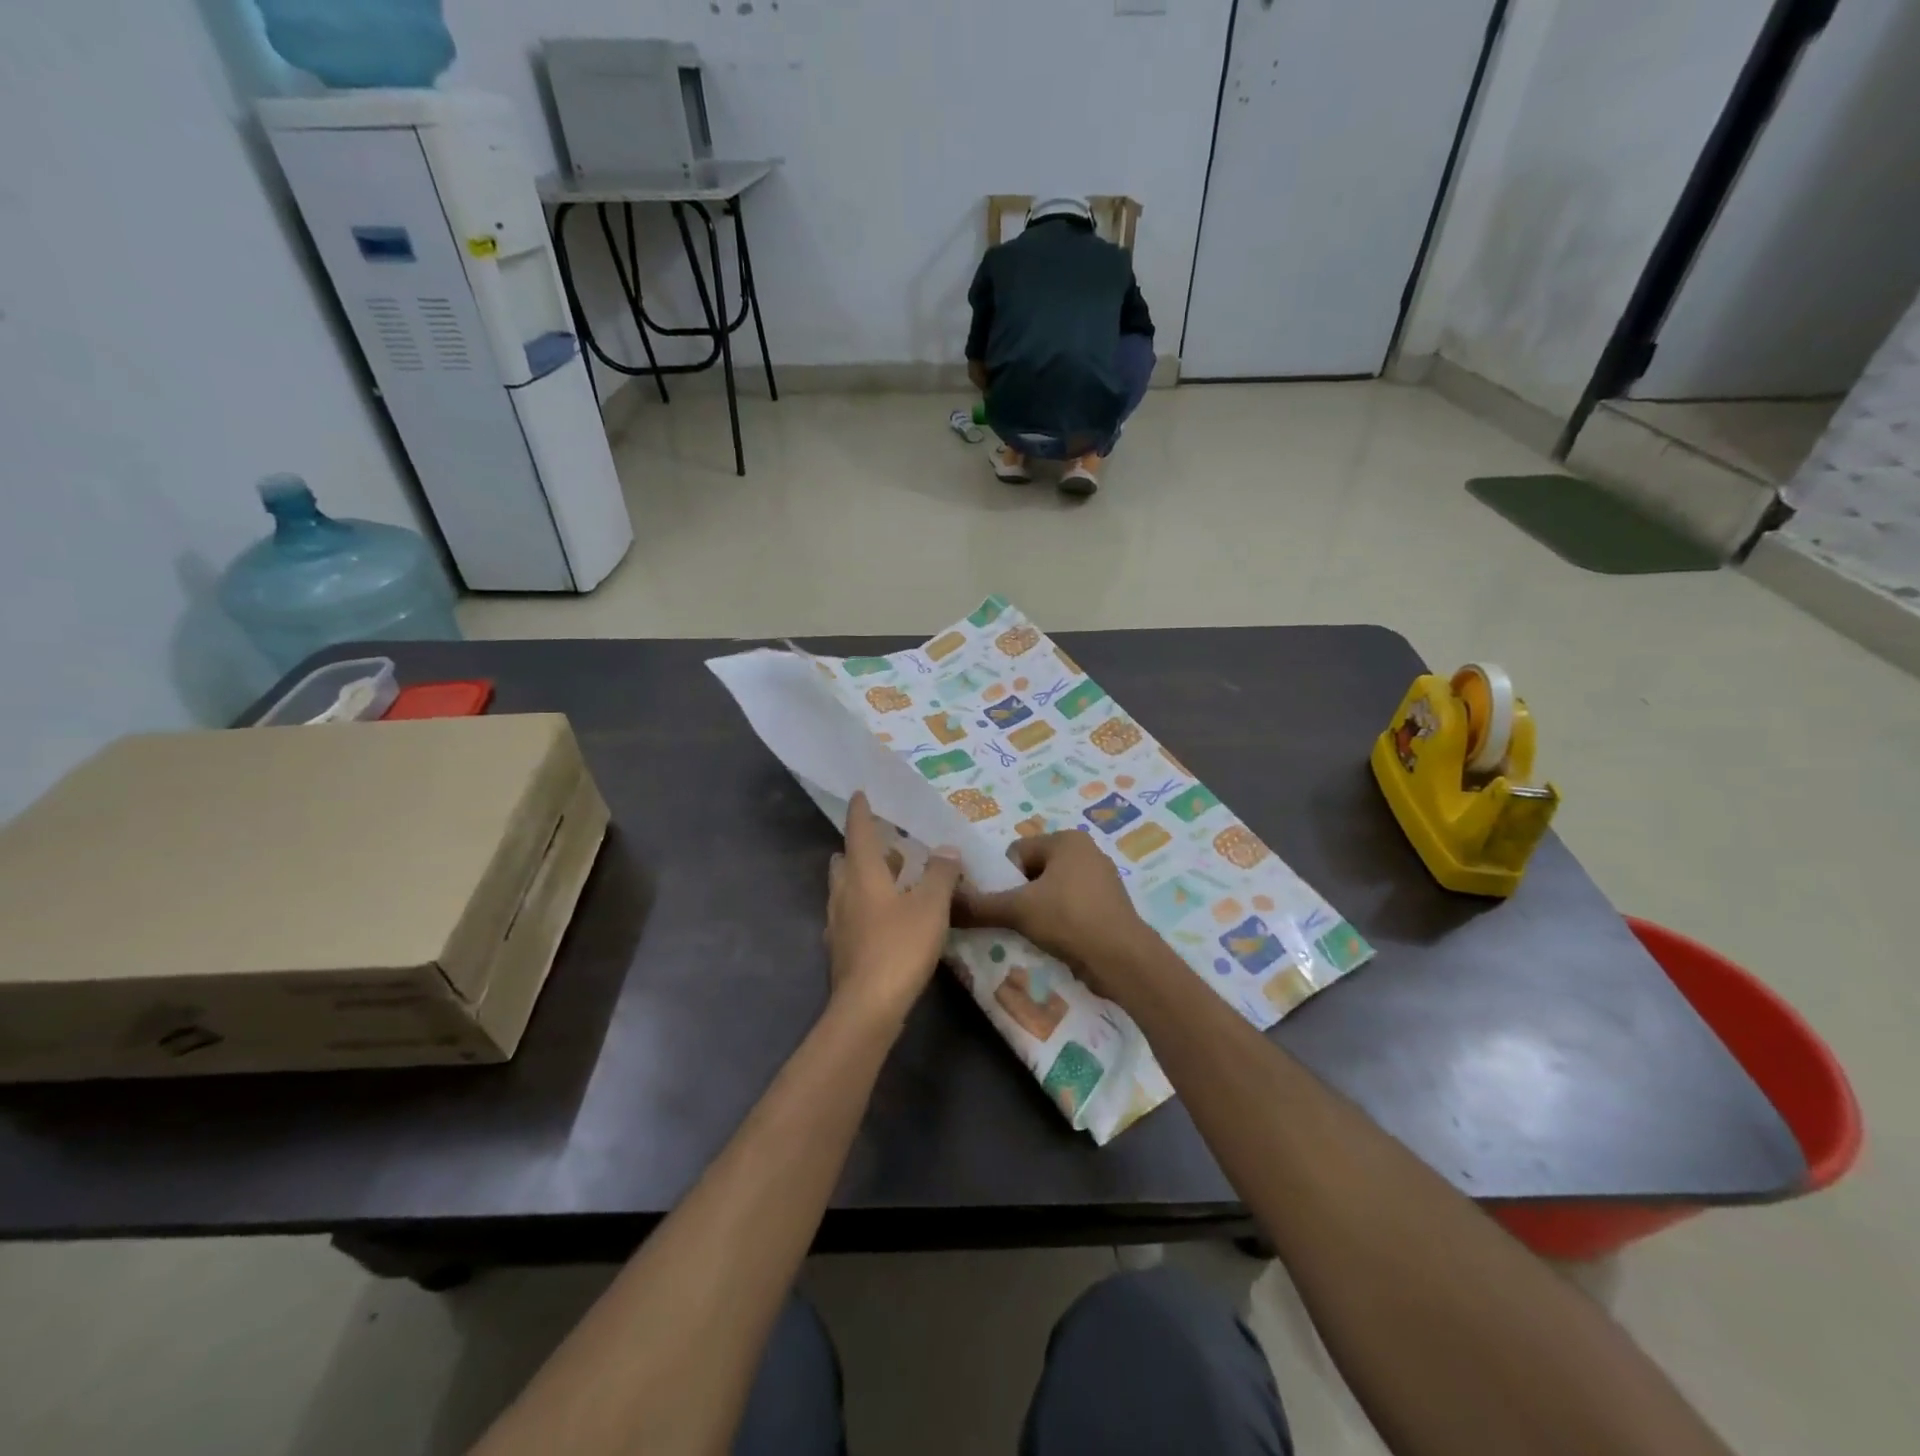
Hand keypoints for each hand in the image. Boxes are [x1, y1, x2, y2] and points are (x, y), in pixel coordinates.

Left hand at [825, 793, 962, 1026]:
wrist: (867, 1008)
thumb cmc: (900, 947)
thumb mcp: (931, 906)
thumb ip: (941, 874)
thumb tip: (947, 849)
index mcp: (862, 874)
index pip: (858, 832)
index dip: (860, 811)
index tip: (859, 794)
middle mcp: (843, 893)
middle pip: (845, 861)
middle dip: (860, 849)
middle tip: (885, 845)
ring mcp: (837, 924)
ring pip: (845, 889)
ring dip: (862, 878)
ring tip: (890, 879)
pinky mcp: (840, 950)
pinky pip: (849, 916)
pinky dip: (864, 907)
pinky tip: (883, 920)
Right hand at [955, 831, 1159, 1003]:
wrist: (1123, 960)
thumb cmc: (1069, 919)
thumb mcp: (1017, 910)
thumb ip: (979, 906)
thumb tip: (944, 903)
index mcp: (1067, 840)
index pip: (1017, 852)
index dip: (1005, 879)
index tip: (1008, 905)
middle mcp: (1087, 851)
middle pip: (1034, 871)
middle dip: (1022, 896)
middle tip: (1019, 921)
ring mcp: (1102, 879)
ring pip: (1052, 891)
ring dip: (1040, 911)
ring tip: (1037, 934)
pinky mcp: (1109, 906)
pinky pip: (1072, 907)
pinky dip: (1061, 922)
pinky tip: (1057, 941)